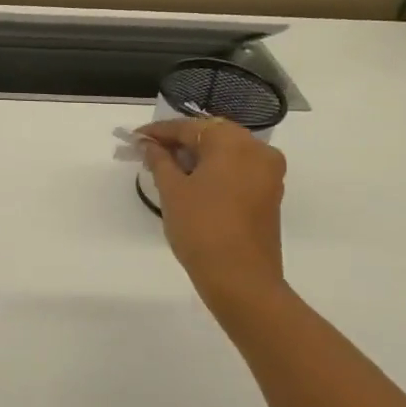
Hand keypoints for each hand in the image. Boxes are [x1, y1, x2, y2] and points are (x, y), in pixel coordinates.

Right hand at [140, 119, 288, 307]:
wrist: (241, 279)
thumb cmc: (201, 228)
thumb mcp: (172, 191)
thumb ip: (160, 160)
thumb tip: (149, 145)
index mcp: (234, 142)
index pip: (189, 127)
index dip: (159, 132)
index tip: (135, 137)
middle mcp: (257, 150)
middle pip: (211, 135)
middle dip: (179, 142)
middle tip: (149, 153)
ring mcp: (268, 173)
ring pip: (226, 153)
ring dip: (197, 157)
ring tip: (167, 169)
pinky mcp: (270, 194)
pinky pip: (238, 170)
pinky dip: (215, 171)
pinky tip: (192, 183)